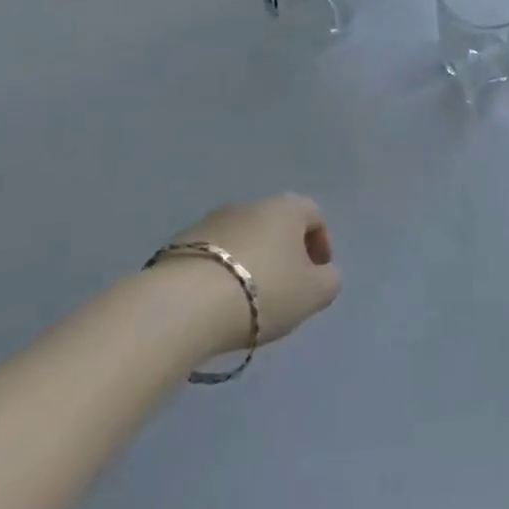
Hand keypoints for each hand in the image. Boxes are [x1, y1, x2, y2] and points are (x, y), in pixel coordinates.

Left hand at [167, 195, 341, 355]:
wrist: (186, 304)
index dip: (321, 245)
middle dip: (284, 254)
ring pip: (242, 239)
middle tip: (285, 291)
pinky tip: (217, 304)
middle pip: (276, 225)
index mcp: (287, 208)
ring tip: (247, 301)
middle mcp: (250, 205)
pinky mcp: (179, 244)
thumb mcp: (313, 294)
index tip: (318, 276)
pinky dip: (220, 274)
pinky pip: (212, 256)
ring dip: (250, 263)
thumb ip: (329, 281)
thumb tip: (324, 274)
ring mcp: (211, 221)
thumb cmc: (263, 291)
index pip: (314, 216)